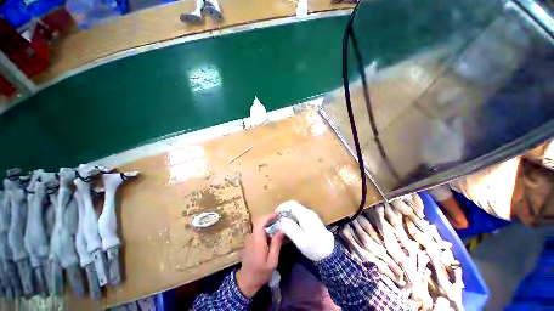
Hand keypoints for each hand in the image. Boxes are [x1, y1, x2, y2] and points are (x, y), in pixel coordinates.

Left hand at [236, 213, 283, 297]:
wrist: (246, 281)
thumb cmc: (261, 273)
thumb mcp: (272, 261)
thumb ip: (276, 244)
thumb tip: (281, 229)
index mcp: (257, 240)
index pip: (260, 222)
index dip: (269, 216)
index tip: (278, 214)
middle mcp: (252, 236)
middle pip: (259, 221)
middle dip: (270, 217)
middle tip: (280, 218)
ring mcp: (250, 238)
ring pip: (259, 225)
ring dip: (268, 222)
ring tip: (278, 223)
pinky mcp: (250, 240)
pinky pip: (258, 229)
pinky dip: (266, 227)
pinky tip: (272, 231)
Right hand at [276, 201, 333, 261]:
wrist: (330, 254)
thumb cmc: (315, 248)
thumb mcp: (302, 241)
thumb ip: (291, 229)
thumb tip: (281, 220)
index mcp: (305, 214)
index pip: (291, 204)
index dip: (281, 207)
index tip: (274, 215)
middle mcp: (307, 212)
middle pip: (292, 206)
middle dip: (283, 211)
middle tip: (276, 221)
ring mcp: (310, 215)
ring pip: (295, 210)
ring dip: (286, 215)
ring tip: (280, 224)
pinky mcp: (310, 220)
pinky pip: (298, 215)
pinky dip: (291, 218)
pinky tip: (288, 227)